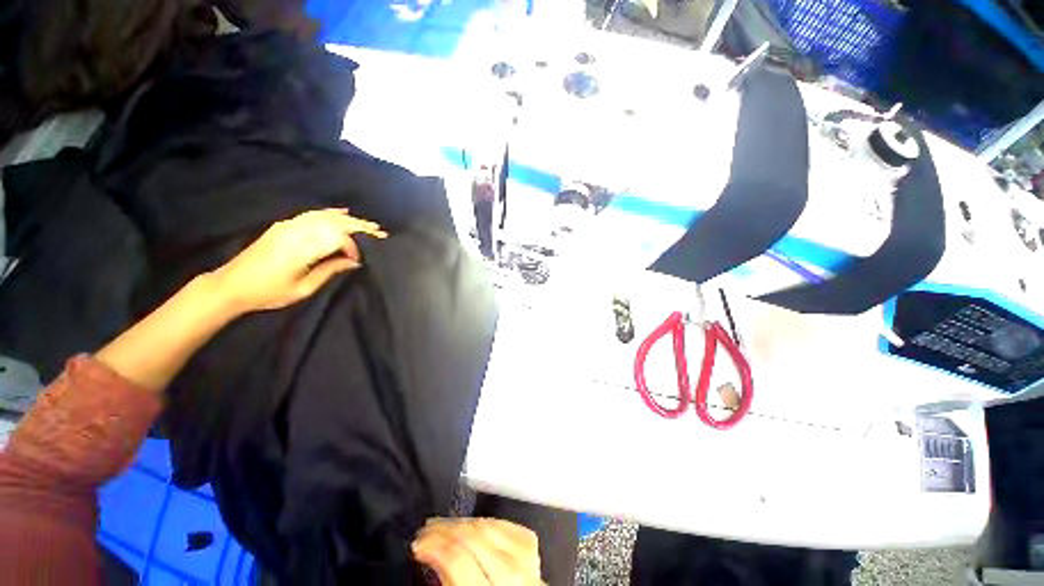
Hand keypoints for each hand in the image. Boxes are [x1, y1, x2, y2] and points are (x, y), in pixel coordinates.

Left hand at [209, 208, 386, 314]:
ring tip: (367, 224)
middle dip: (359, 226)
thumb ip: (330, 271)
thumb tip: (353, 262)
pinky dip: (329, 213)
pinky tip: (342, 212)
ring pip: (325, 215)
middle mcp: (296, 231)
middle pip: (334, 222)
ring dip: (348, 219)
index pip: (337, 237)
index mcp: (301, 249)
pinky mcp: (283, 225)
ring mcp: (288, 226)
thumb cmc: (268, 292)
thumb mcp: (303, 288)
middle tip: (379, 232)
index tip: (356, 261)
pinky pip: (312, 214)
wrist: (230, 285)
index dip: (352, 247)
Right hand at [412, 518, 543, 585]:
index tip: (418, 543)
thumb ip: (449, 580)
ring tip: (443, 525)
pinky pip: (502, 522)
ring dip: (460, 522)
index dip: (433, 545)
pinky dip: (482, 521)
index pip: (457, 558)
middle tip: (425, 530)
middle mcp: (510, 572)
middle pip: (472, 536)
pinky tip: (470, 524)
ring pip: (486, 525)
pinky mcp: (530, 543)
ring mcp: (524, 554)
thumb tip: (431, 555)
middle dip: (444, 529)